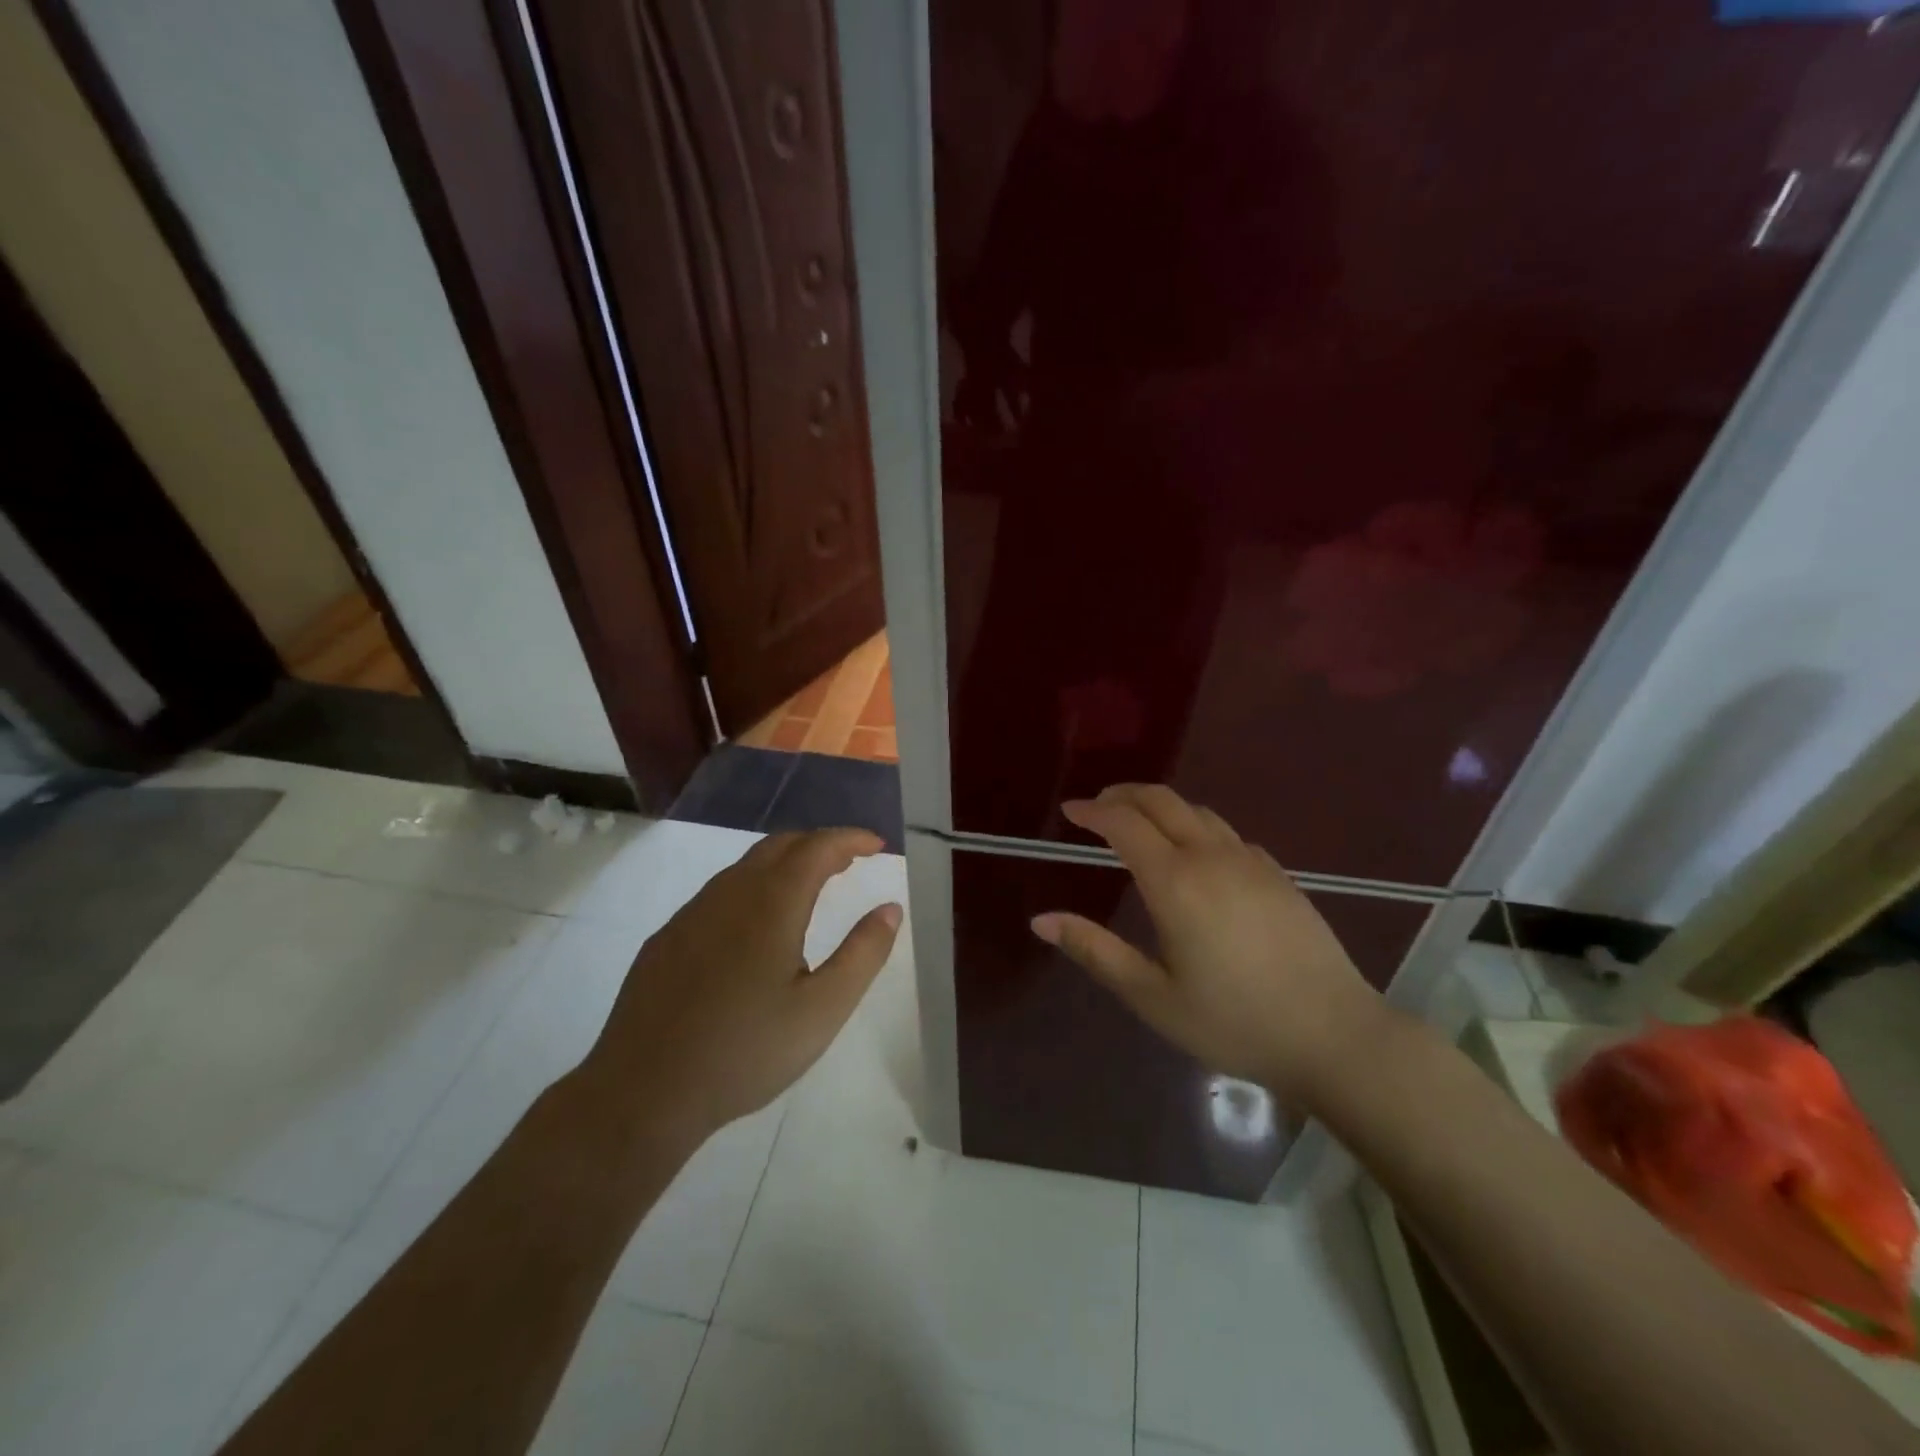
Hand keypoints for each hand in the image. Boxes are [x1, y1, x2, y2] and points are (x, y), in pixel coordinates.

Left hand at [578, 829, 901, 1149]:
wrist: (643, 1092)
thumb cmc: (745, 1051)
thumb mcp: (823, 1010)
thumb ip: (863, 954)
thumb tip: (890, 908)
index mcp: (771, 904)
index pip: (817, 848)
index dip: (851, 839)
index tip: (877, 845)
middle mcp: (729, 894)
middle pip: (780, 846)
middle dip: (819, 845)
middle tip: (849, 863)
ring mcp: (691, 914)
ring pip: (745, 867)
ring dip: (784, 864)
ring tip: (810, 889)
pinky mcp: (667, 939)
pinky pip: (719, 894)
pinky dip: (753, 888)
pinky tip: (755, 929)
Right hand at [1031, 785, 1386, 1106]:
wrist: (1335, 1036)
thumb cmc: (1233, 1021)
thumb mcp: (1152, 996)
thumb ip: (1095, 951)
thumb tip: (1040, 920)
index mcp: (1175, 882)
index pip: (1124, 823)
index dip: (1092, 811)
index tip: (1070, 811)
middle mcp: (1211, 857)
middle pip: (1162, 800)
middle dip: (1123, 795)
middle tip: (1097, 807)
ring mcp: (1251, 861)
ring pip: (1197, 811)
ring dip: (1160, 807)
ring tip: (1138, 824)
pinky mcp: (1278, 874)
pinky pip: (1227, 833)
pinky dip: (1196, 826)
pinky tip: (1195, 854)